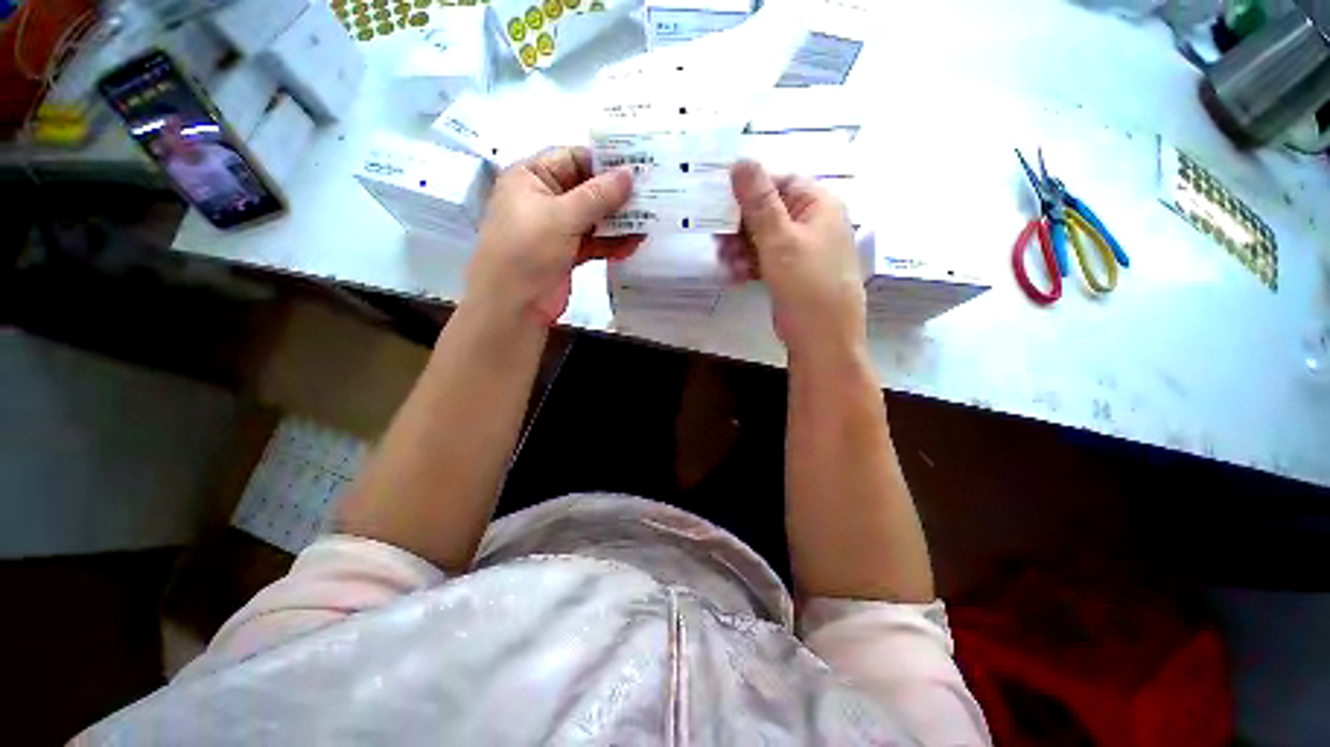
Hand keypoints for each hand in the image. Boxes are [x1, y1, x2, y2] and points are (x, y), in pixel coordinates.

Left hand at [465, 147, 642, 325]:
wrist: (514, 305)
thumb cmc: (528, 250)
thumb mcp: (562, 216)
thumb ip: (598, 195)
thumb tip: (629, 174)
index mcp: (531, 177)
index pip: (573, 158)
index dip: (605, 162)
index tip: (638, 166)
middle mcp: (544, 199)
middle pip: (587, 189)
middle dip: (617, 194)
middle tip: (651, 195)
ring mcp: (557, 228)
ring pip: (594, 218)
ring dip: (618, 221)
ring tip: (648, 221)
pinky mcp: (568, 253)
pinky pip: (595, 242)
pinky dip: (612, 243)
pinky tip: (633, 245)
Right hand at [720, 160, 865, 361]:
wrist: (821, 339)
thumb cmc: (806, 284)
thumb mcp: (780, 240)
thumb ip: (759, 202)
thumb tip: (740, 161)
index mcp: (819, 205)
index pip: (779, 183)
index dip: (750, 190)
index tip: (720, 203)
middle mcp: (812, 224)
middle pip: (768, 213)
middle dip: (740, 227)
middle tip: (717, 240)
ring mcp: (801, 251)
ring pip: (763, 239)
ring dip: (740, 249)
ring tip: (725, 263)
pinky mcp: (791, 274)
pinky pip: (765, 260)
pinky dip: (749, 265)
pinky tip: (734, 276)